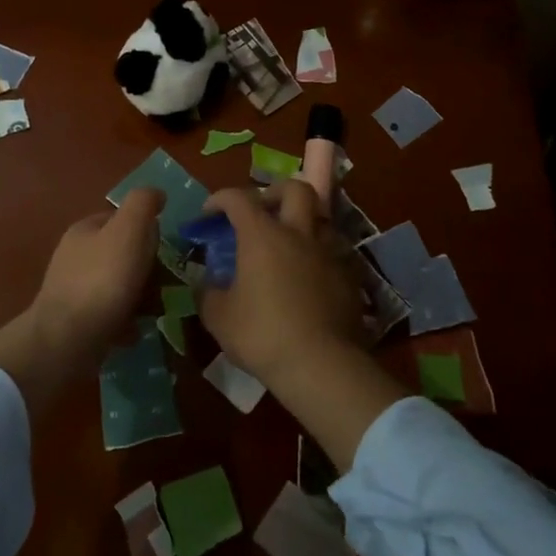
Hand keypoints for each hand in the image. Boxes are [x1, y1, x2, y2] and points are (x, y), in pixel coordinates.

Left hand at [27, 188, 164, 363]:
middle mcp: (75, 254)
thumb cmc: (101, 281)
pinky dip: (125, 320)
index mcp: (85, 229)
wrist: (65, 341)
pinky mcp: (75, 320)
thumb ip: (143, 205)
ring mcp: (73, 288)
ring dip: (140, 296)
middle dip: (146, 268)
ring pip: (118, 285)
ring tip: (155, 311)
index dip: (147, 233)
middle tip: (165, 286)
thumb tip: (157, 193)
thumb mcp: (128, 231)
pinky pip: (110, 314)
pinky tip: (135, 331)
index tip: (164, 253)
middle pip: (123, 253)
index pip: (123, 219)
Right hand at [196, 181, 366, 388]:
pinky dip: (320, 257)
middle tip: (263, 210)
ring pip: (322, 219)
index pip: (239, 198)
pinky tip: (311, 278)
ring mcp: (329, 254)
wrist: (321, 365)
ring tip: (290, 245)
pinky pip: (336, 254)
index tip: (209, 213)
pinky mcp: (350, 278)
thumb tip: (205, 282)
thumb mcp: (219, 317)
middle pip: (296, 189)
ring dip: (304, 223)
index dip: (220, 198)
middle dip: (276, 192)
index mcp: (262, 235)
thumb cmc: (262, 335)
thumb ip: (208, 292)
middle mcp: (298, 234)